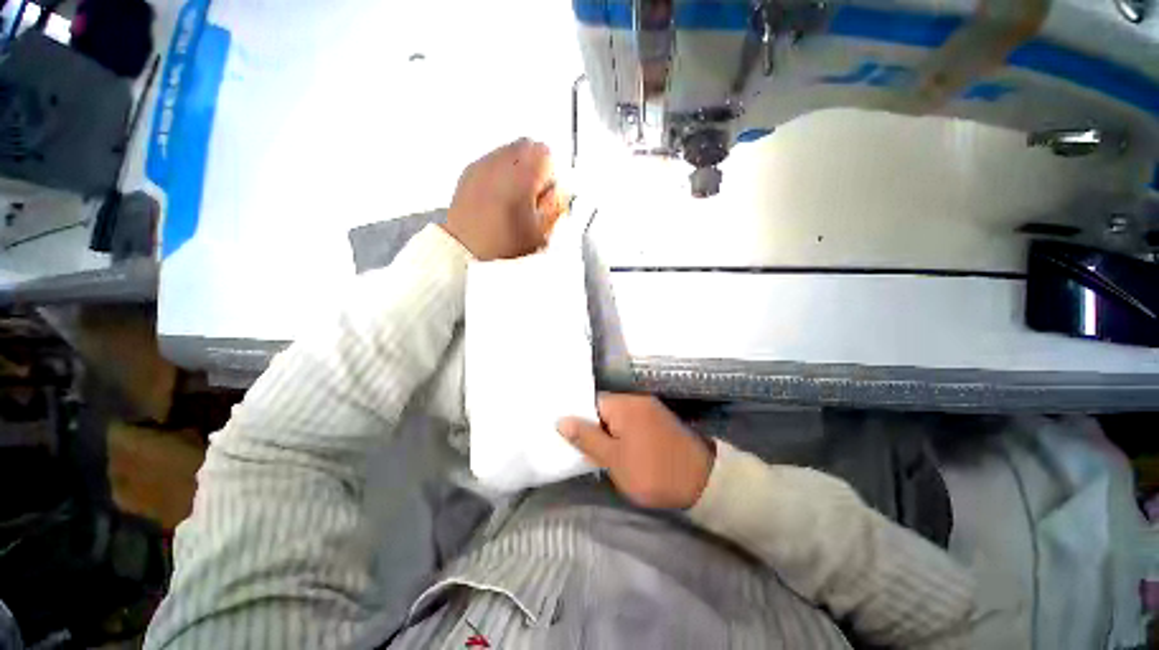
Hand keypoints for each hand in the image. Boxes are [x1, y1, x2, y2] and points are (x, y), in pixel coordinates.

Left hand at [443, 138, 563, 260]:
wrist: (466, 250)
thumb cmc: (504, 245)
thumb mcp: (541, 232)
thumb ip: (556, 206)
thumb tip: (561, 190)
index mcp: (522, 176)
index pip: (546, 153)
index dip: (552, 173)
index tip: (549, 192)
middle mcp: (500, 163)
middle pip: (527, 146)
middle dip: (535, 166)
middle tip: (534, 194)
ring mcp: (482, 165)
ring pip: (509, 151)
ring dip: (517, 168)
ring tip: (515, 198)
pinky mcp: (468, 172)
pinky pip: (491, 161)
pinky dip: (499, 172)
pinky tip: (498, 197)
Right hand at [557, 393, 713, 509]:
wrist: (702, 482)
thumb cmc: (652, 471)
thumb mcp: (614, 459)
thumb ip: (586, 438)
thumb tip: (561, 420)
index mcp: (623, 403)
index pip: (591, 402)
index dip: (580, 421)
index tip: (574, 439)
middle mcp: (636, 398)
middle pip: (604, 408)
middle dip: (595, 428)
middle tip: (587, 451)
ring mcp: (649, 407)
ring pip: (618, 416)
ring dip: (610, 433)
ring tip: (603, 454)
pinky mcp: (659, 418)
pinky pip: (632, 421)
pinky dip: (624, 433)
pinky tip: (622, 450)